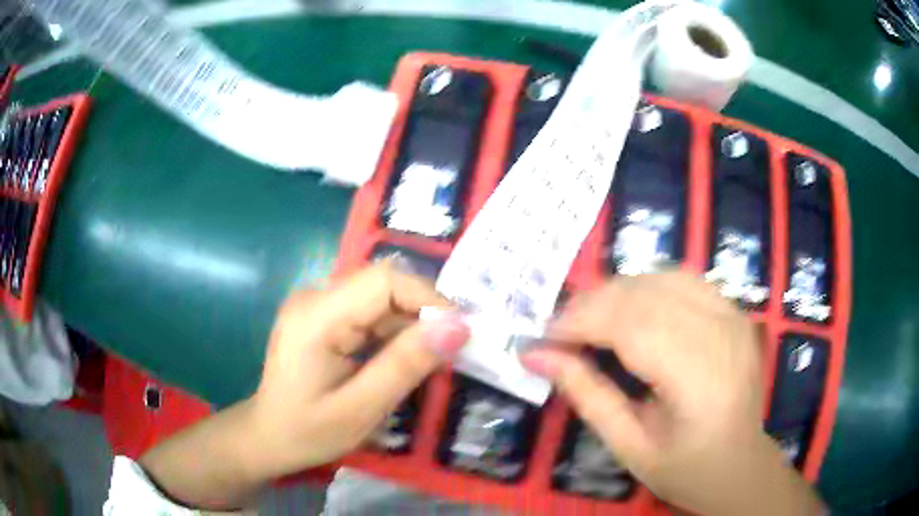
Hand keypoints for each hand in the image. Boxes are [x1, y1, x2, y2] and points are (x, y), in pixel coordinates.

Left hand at [250, 260, 468, 474]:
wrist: (267, 436)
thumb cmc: (308, 431)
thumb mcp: (361, 409)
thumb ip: (406, 365)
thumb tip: (458, 326)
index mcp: (316, 316)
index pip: (384, 280)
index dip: (428, 298)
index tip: (459, 335)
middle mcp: (314, 295)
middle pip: (383, 284)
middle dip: (422, 313)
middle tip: (448, 353)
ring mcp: (316, 302)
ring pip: (379, 296)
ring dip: (410, 324)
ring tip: (427, 362)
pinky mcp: (321, 313)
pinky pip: (368, 309)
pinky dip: (392, 331)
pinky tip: (399, 359)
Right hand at [520, 272, 823, 515]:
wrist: (741, 464)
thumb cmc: (685, 469)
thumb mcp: (629, 446)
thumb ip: (586, 395)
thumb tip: (536, 356)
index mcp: (701, 380)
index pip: (633, 326)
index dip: (581, 322)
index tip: (542, 338)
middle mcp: (723, 335)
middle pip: (646, 294)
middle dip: (591, 304)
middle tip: (558, 331)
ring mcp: (734, 316)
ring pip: (662, 277)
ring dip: (616, 292)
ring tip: (588, 320)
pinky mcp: (734, 310)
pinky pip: (683, 279)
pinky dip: (645, 287)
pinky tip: (629, 310)